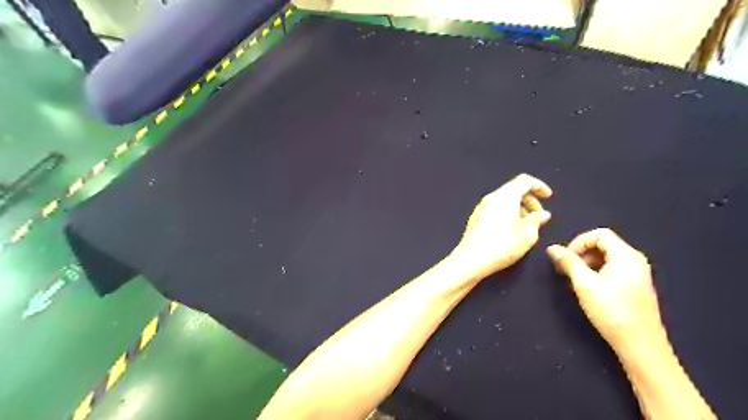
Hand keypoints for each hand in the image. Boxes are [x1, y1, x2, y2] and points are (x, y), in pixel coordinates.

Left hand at [453, 173, 550, 280]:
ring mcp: (481, 207)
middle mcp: (491, 197)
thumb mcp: (528, 233)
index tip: (549, 198)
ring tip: (527, 226)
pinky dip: (507, 214)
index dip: (539, 186)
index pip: (524, 180)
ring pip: (504, 200)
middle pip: (513, 189)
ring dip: (519, 208)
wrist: (471, 259)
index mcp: (505, 196)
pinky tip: (511, 231)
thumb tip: (541, 213)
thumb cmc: (503, 244)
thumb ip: (537, 220)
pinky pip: (496, 209)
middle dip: (530, 200)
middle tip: (538, 217)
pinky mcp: (475, 218)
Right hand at [548, 228, 668, 359]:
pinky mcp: (636, 285)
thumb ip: (569, 262)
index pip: (599, 234)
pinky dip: (597, 271)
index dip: (578, 242)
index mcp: (626, 255)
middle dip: (581, 253)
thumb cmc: (611, 311)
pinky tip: (589, 288)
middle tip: (566, 269)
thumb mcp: (584, 284)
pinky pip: (613, 268)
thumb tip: (552, 248)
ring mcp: (638, 273)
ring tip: (575, 279)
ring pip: (607, 257)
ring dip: (587, 263)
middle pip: (604, 244)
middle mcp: (635, 260)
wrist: (640, 345)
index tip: (565, 258)